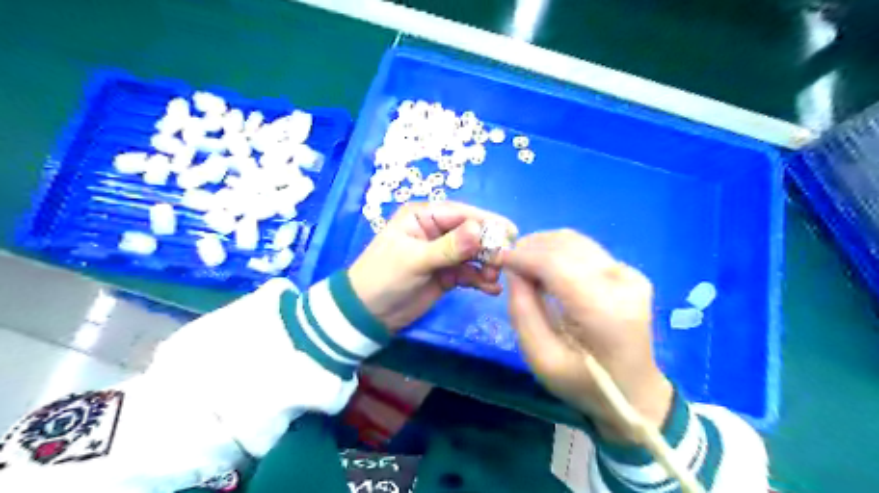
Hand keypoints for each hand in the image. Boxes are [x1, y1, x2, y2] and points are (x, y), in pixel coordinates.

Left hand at [348, 202, 517, 332]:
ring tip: (494, 279)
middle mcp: (436, 230)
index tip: (510, 233)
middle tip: (503, 261)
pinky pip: (469, 273)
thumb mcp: (414, 260)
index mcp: (423, 216)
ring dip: (487, 265)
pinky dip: (481, 280)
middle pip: (471, 233)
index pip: (461, 213)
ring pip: (473, 254)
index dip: (486, 222)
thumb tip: (479, 230)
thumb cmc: (384, 278)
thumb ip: (448, 247)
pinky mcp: (447, 274)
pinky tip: (491, 289)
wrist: (368, 314)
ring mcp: (443, 253)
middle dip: (488, 246)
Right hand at [501, 232, 675, 442]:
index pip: (556, 263)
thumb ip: (522, 312)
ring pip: (574, 241)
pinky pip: (584, 249)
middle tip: (506, 263)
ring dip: (542, 246)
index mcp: (604, 311)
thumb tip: (513, 271)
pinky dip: (557, 252)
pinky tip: (545, 269)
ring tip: (522, 265)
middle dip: (529, 248)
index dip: (522, 255)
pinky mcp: (629, 272)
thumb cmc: (584, 384)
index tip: (496, 258)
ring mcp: (630, 274)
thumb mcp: (541, 359)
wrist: (634, 392)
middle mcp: (622, 283)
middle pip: (565, 245)